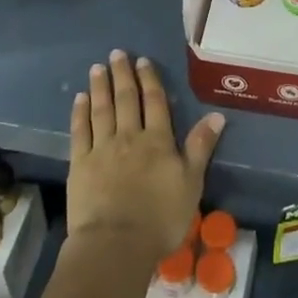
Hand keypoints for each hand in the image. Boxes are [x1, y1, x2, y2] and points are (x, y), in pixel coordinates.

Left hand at [69, 50, 223, 268]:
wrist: (116, 244)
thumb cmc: (160, 217)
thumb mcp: (191, 183)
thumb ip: (201, 146)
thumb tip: (217, 114)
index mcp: (157, 140)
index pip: (154, 102)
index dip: (149, 80)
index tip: (143, 61)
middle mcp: (129, 136)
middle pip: (126, 99)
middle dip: (122, 75)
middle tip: (116, 54)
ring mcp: (102, 149)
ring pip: (101, 110)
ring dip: (100, 87)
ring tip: (96, 68)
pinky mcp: (80, 164)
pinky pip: (80, 131)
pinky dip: (80, 113)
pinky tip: (80, 99)